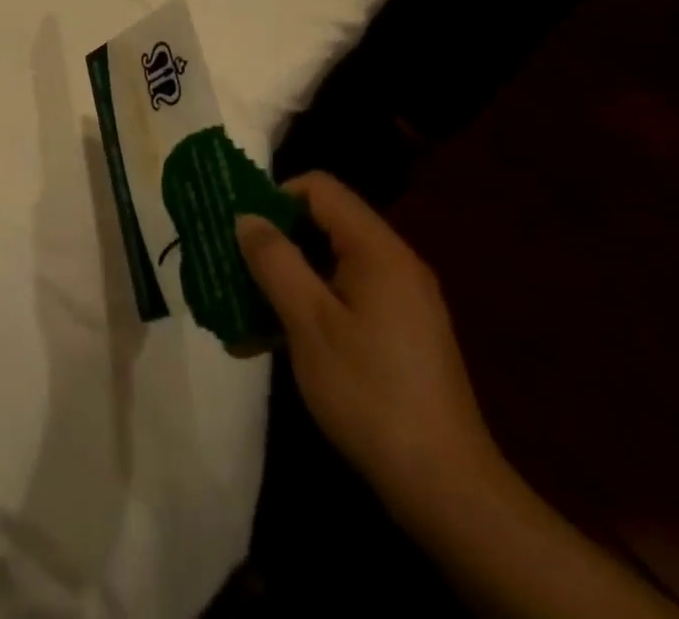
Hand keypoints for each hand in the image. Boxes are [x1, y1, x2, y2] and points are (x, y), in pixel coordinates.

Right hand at [239, 176, 678, 617]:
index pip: (319, 188)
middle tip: (232, 266)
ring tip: (241, 312)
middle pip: (323, 224)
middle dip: (274, 242)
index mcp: (377, 250)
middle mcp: (393, 263)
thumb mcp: (309, 323)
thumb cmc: (370, 394)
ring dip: (285, 280)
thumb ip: (275, 261)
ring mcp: (399, 300)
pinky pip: (343, 297)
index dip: (275, 197)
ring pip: (328, 264)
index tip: (241, 230)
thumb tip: (247, 217)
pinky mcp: (398, 333)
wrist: (446, 489)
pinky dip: (308, 307)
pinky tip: (272, 342)